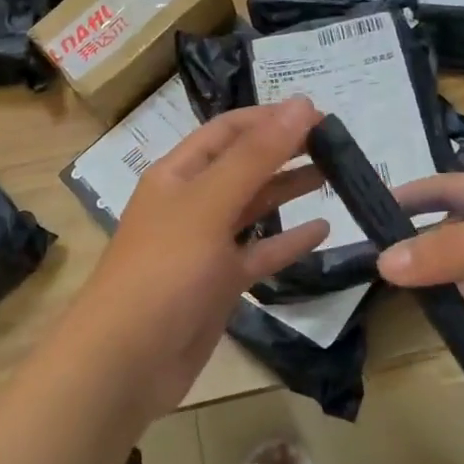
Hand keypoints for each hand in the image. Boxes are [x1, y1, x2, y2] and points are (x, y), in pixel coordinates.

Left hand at [74, 97, 330, 415]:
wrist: (128, 359)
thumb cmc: (166, 269)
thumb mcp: (210, 203)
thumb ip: (257, 155)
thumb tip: (301, 104)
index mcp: (178, 174)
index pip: (227, 131)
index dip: (269, 118)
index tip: (318, 114)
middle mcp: (191, 203)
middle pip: (242, 166)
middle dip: (283, 150)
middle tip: (335, 143)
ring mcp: (205, 245)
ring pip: (253, 208)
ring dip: (289, 189)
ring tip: (334, 174)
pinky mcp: (219, 284)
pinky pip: (259, 253)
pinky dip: (288, 241)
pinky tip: (323, 230)